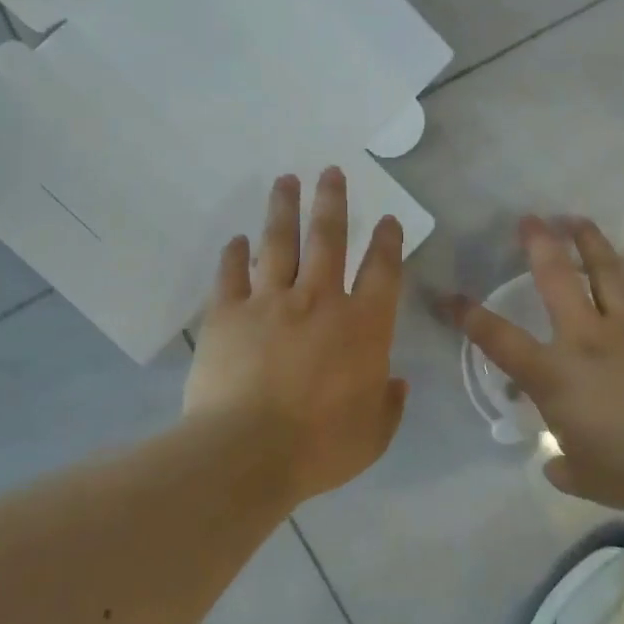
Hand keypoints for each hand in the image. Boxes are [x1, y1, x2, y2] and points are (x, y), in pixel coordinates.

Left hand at [185, 169, 408, 505]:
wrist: (247, 452)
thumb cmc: (319, 448)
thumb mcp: (373, 436)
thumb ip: (389, 405)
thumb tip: (397, 383)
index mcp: (363, 326)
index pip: (382, 271)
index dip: (388, 242)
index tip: (388, 219)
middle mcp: (319, 300)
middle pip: (328, 238)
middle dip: (332, 201)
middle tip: (331, 171)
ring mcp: (269, 302)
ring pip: (279, 243)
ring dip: (284, 209)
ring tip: (285, 180)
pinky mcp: (227, 314)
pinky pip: (231, 274)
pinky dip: (234, 254)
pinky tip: (237, 239)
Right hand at [457, 216, 623, 513]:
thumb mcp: (584, 477)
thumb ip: (564, 466)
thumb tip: (556, 467)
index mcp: (554, 374)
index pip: (498, 339)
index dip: (467, 316)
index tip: (448, 297)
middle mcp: (588, 338)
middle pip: (556, 278)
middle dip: (538, 244)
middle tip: (530, 220)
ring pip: (608, 271)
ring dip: (592, 243)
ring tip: (580, 221)